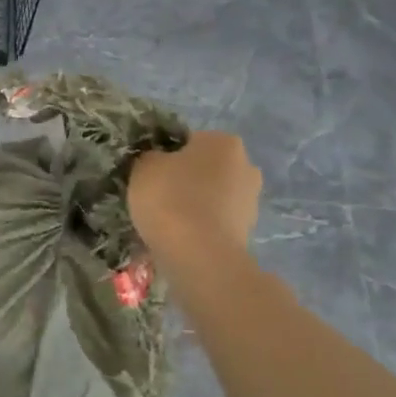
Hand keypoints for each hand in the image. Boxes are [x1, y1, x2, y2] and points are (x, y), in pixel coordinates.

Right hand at [128, 131, 263, 254]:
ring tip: (167, 221)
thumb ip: (151, 157)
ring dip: (194, 203)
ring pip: (212, 195)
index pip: (188, 141)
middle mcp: (246, 165)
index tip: (150, 174)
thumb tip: (158, 162)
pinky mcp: (248, 231)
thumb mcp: (144, 166)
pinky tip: (181, 237)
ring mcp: (251, 201)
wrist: (199, 255)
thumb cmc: (170, 198)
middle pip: (205, 168)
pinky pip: (216, 221)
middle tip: (157, 196)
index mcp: (223, 141)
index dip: (165, 156)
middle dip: (185, 179)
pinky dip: (201, 226)